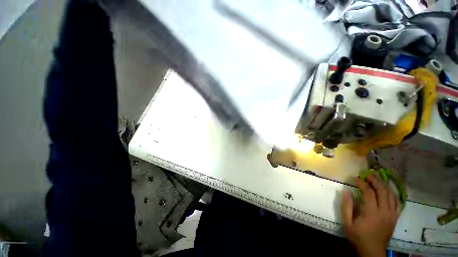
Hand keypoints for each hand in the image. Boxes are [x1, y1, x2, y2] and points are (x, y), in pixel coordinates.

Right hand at [341, 175, 400, 256]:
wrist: (373, 250)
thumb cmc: (358, 236)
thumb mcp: (347, 222)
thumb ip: (346, 206)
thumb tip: (347, 191)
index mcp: (371, 213)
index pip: (369, 193)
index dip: (363, 183)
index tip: (357, 178)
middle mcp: (384, 211)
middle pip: (383, 191)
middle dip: (375, 181)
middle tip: (368, 174)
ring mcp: (392, 214)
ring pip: (391, 195)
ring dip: (384, 185)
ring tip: (377, 179)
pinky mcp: (395, 217)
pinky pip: (397, 203)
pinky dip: (393, 194)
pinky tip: (388, 190)